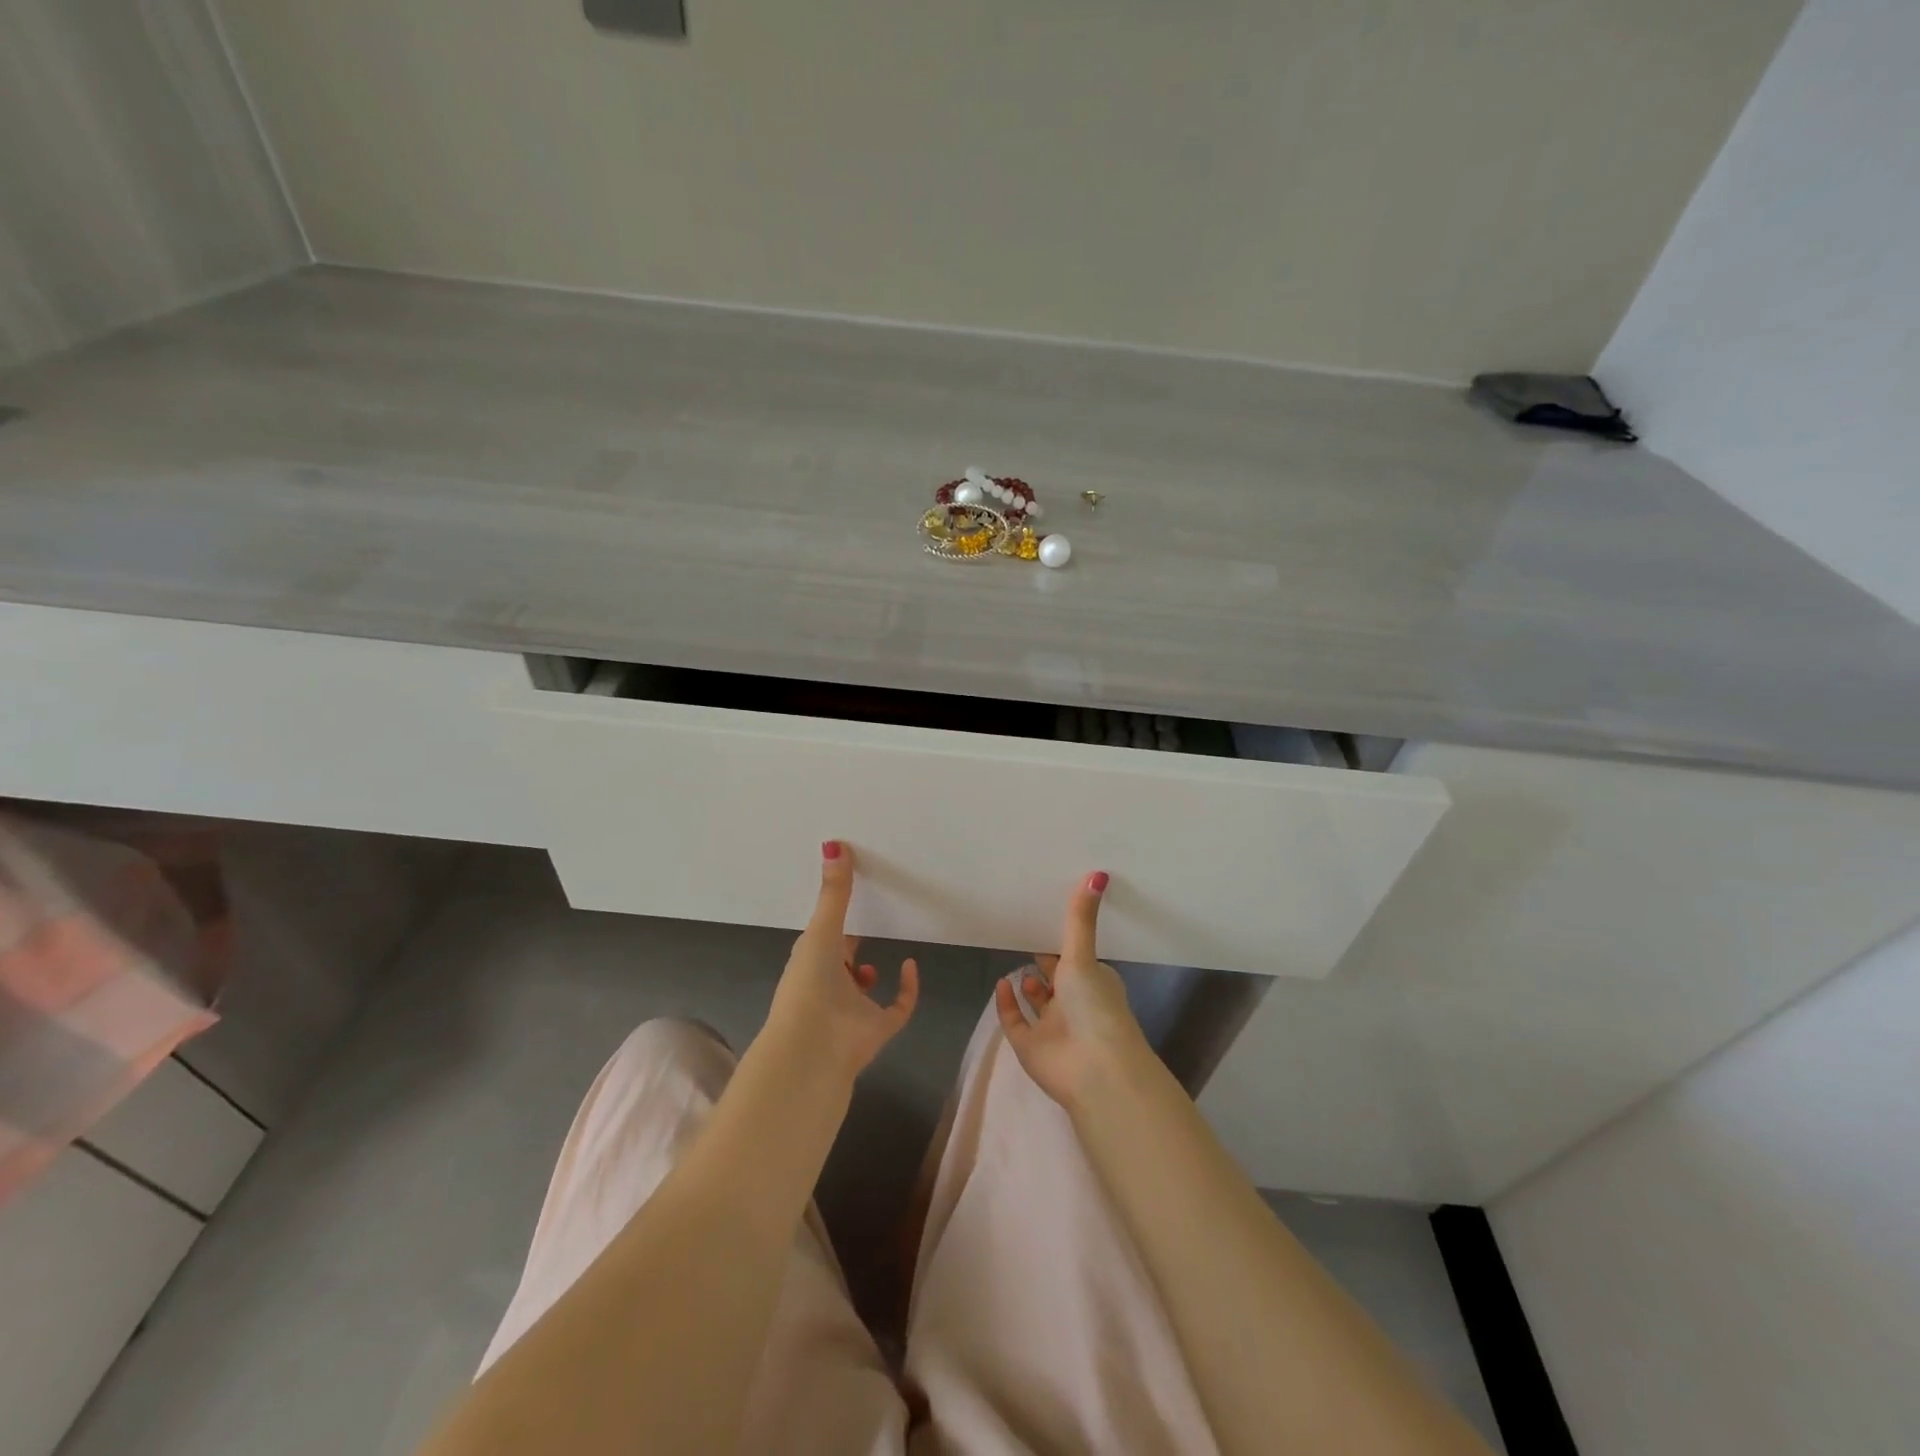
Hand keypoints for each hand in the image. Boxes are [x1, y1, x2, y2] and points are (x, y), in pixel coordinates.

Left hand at [764, 841, 918, 1083]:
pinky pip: (897, 1007)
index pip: (820, 939)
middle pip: (841, 962)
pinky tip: (910, 965)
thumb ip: (834, 891)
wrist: (814, 1047)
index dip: (832, 921)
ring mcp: (853, 1008)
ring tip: (884, 947)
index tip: (846, 897)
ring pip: (863, 989)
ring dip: (868, 972)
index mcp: (810, 962)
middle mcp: (829, 984)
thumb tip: (834, 843)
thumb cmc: (809, 983)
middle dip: (850, 945)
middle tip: (870, 916)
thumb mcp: (821, 930)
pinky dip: (907, 989)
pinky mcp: (878, 1027)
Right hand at [994, 871, 1154, 1112]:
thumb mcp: (1084, 956)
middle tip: (1024, 936)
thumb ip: (1080, 918)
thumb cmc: (1094, 1006)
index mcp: (1094, 983)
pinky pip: (1016, 1021)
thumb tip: (1098, 872)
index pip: (1077, 959)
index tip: (1046, 921)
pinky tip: (1001, 984)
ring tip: (1015, 961)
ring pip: (1038, 1004)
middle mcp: (1075, 1005)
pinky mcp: (1031, 1047)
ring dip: (1028, 986)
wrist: (1094, 1068)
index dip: (1063, 945)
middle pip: (1057, 981)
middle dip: (1045, 963)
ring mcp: (1053, 1027)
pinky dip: (1008, 1004)